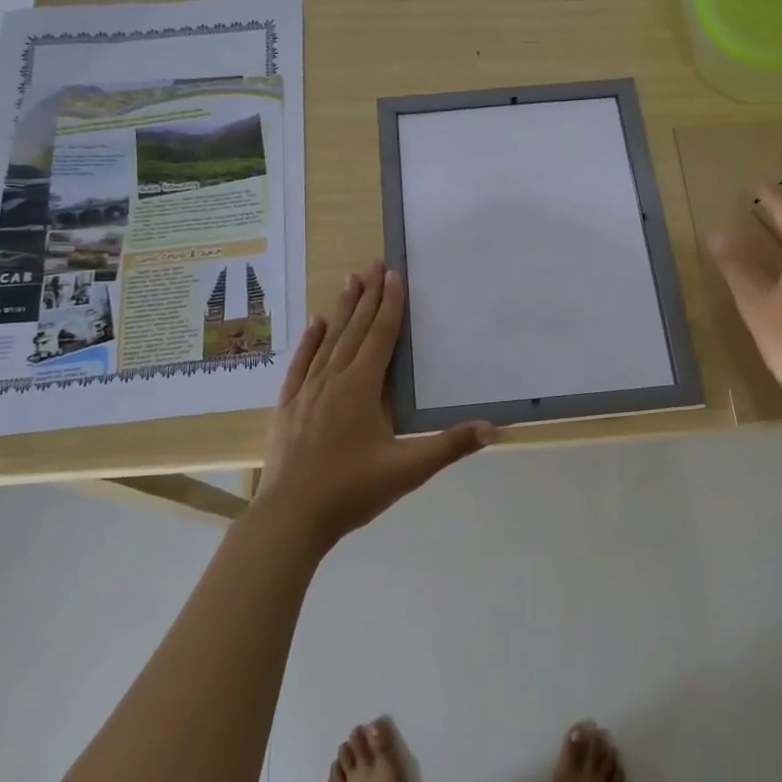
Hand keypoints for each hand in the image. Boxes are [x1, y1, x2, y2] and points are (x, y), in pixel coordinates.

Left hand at [256, 259, 497, 549]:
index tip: (394, 274)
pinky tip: (315, 323)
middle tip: (373, 263)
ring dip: (342, 309)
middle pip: (354, 329)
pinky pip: (301, 363)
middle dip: (367, 295)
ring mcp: (306, 391)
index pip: (380, 337)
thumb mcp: (407, 471)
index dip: (390, 305)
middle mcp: (333, 380)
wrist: (290, 518)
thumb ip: (450, 447)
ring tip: (350, 280)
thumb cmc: (351, 491)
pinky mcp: (287, 405)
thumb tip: (494, 428)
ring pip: (329, 340)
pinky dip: (310, 341)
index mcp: (362, 389)